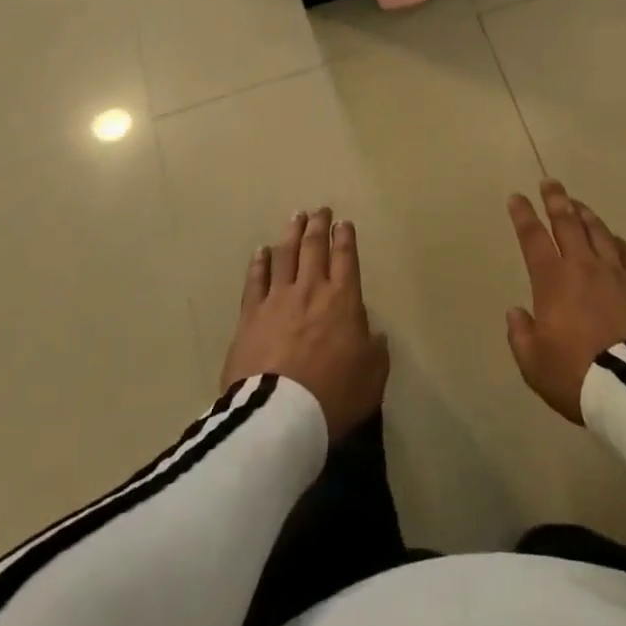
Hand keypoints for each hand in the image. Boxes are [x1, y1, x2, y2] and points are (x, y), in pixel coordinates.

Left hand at [221, 208, 389, 439]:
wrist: (279, 416)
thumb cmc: (333, 396)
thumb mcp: (372, 377)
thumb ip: (375, 350)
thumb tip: (375, 334)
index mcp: (343, 300)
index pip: (346, 258)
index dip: (345, 237)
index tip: (344, 223)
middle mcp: (310, 290)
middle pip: (314, 248)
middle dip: (319, 226)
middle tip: (320, 210)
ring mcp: (277, 299)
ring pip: (285, 255)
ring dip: (291, 233)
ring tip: (295, 217)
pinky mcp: (250, 316)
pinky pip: (255, 280)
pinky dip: (260, 263)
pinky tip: (262, 251)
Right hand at [505, 180, 625, 423]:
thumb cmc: (576, 375)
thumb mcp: (534, 364)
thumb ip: (521, 335)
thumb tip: (517, 313)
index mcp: (553, 280)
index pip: (533, 238)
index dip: (523, 215)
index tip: (517, 197)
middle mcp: (584, 266)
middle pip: (568, 223)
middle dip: (556, 200)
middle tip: (550, 182)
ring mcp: (617, 273)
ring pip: (599, 232)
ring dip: (586, 214)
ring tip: (578, 204)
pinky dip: (617, 241)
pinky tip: (614, 239)